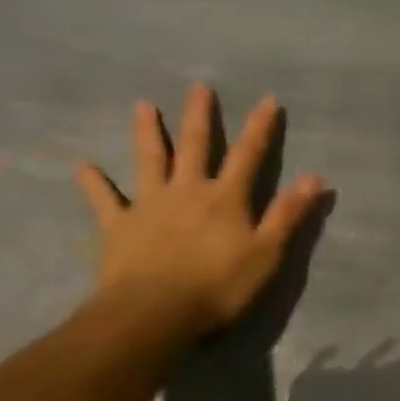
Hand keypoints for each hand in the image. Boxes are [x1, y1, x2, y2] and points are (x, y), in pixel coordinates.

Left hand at [75, 84, 324, 335]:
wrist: (153, 314)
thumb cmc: (218, 286)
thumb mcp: (266, 252)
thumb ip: (288, 213)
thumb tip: (316, 176)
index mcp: (226, 197)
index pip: (248, 154)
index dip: (260, 127)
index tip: (267, 98)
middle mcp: (188, 191)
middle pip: (195, 146)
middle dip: (200, 116)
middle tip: (198, 86)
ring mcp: (149, 206)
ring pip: (149, 161)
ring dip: (148, 133)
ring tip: (143, 106)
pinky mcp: (118, 227)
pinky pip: (105, 200)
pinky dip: (94, 183)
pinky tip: (83, 167)